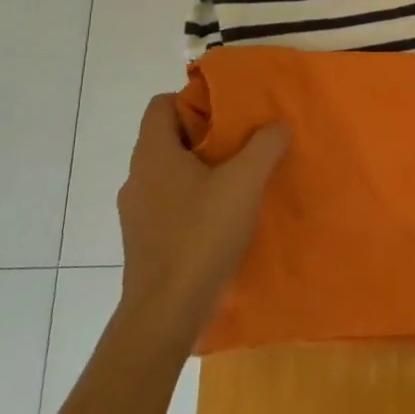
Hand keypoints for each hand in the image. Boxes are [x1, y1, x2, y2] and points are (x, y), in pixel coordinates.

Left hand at [116, 94, 289, 345]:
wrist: (166, 313)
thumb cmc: (201, 235)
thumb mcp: (245, 181)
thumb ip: (265, 145)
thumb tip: (277, 124)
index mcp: (153, 153)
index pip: (161, 105)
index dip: (194, 101)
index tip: (229, 112)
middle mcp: (138, 177)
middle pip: (169, 138)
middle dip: (207, 136)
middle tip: (244, 143)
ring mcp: (137, 212)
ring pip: (170, 173)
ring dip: (202, 170)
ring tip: (239, 181)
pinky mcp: (144, 241)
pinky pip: (170, 204)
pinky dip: (194, 201)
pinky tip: (223, 218)